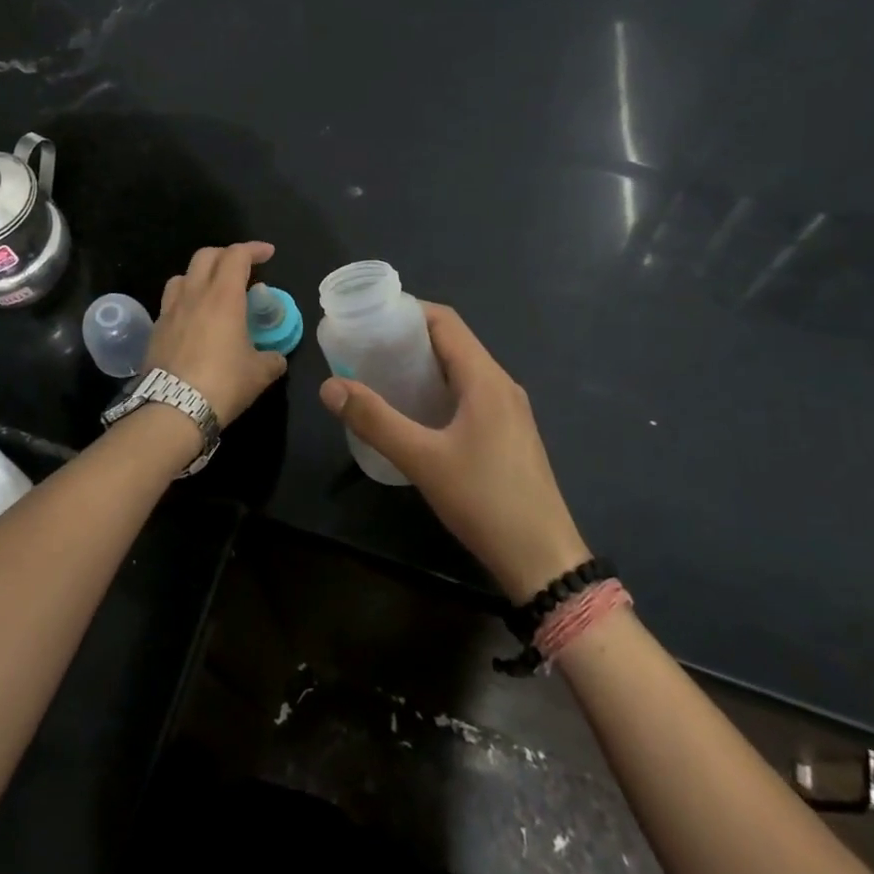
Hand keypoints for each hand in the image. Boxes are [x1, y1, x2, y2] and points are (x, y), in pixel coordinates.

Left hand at [146, 242, 288, 427]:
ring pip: (183, 275)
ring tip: (213, 291)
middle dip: (226, 255)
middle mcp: (194, 295)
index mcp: (223, 297)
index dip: (253, 249)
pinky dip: (185, 300)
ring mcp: (170, 310)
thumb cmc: (223, 384)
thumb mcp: (259, 374)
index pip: (237, 256)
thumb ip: (272, 359)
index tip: (268, 254)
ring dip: (201, 275)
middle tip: (242, 269)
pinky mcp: (155, 329)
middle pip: (206, 256)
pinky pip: (170, 302)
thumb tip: (276, 358)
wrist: (172, 408)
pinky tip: (194, 319)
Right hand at [318, 304, 588, 601]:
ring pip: (461, 371)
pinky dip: (438, 390)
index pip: (445, 322)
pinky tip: (413, 414)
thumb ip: (374, 420)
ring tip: (381, 376)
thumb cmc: (485, 501)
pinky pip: (469, 395)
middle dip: (408, 339)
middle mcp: (501, 385)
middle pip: (453, 343)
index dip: (407, 311)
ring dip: (423, 366)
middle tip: (365, 349)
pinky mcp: (509, 435)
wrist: (543, 561)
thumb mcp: (422, 460)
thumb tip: (329, 386)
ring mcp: (509, 412)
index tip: (368, 319)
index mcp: (486, 379)